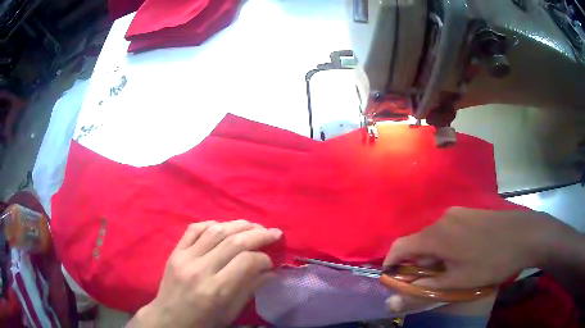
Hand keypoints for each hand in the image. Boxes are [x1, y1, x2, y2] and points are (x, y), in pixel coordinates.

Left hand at [130, 220, 281, 327]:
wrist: (169, 319)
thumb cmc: (203, 322)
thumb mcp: (230, 313)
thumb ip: (250, 289)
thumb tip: (271, 271)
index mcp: (216, 290)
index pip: (246, 262)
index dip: (264, 258)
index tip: (271, 261)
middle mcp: (200, 270)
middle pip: (233, 242)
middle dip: (258, 234)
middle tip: (274, 233)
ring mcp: (184, 257)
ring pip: (215, 231)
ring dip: (239, 225)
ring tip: (254, 226)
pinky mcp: (175, 251)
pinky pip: (194, 229)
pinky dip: (212, 224)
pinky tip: (225, 226)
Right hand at [383, 207, 575, 313]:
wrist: (524, 235)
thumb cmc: (491, 262)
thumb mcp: (457, 282)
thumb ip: (424, 288)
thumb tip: (394, 299)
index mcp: (437, 235)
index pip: (400, 246)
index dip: (391, 263)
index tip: (392, 279)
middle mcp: (443, 218)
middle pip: (418, 241)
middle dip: (417, 263)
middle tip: (430, 280)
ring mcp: (458, 212)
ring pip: (434, 235)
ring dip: (434, 254)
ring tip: (450, 269)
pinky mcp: (469, 211)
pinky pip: (448, 228)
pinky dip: (446, 244)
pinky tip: (464, 253)